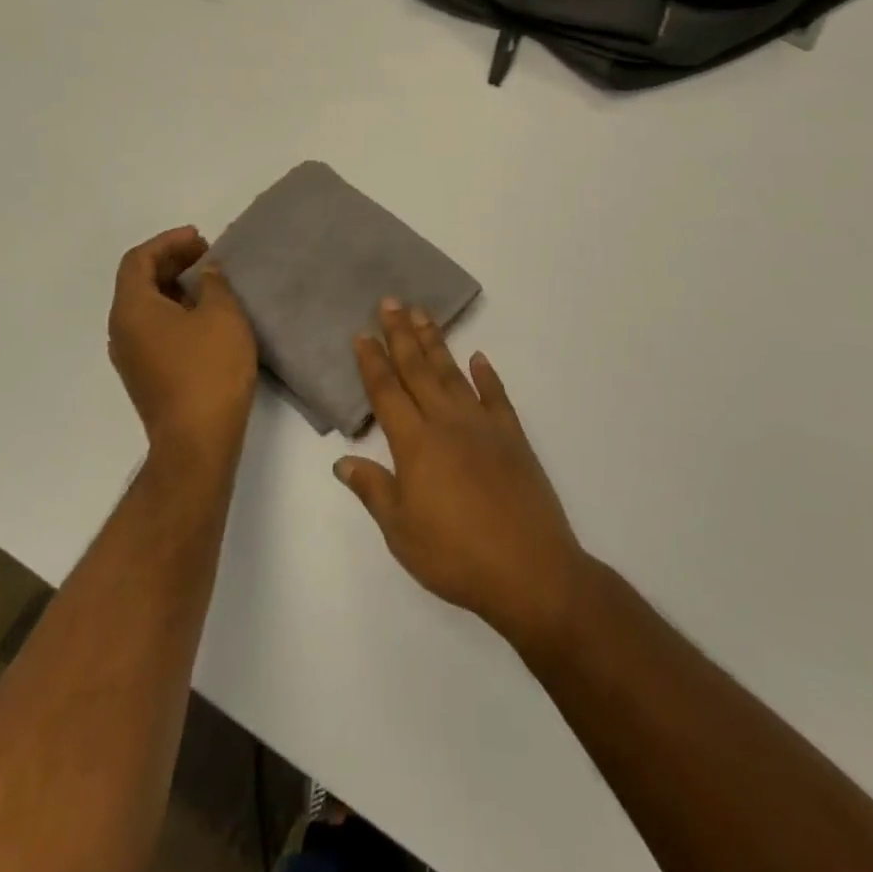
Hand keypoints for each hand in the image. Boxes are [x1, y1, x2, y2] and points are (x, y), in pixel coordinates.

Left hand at [107, 226, 257, 470]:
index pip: (138, 260)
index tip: (200, 238)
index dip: (168, 241)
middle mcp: (121, 330)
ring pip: (146, 307)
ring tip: (210, 282)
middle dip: (171, 262)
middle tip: (207, 256)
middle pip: (139, 282)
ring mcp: (131, 356)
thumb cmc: (209, 370)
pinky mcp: (146, 376)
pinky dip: (175, 311)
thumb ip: (213, 283)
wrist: (197, 441)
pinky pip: (154, 329)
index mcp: (132, 309)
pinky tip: (205, 317)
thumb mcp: (222, 315)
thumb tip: (205, 272)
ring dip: (174, 287)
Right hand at [335, 300, 587, 648]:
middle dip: (401, 335)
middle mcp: (447, 422)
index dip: (372, 362)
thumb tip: (342, 460)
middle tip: (390, 302)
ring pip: (453, 374)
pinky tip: (479, 358)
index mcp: (415, 444)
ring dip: (436, 343)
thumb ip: (373, 490)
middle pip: (418, 370)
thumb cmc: (455, 555)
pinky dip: (486, 375)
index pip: (387, 392)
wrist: (530, 569)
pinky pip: (496, 396)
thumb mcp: (401, 532)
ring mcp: (483, 425)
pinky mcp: (513, 436)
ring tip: (423, 315)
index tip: (362, 333)